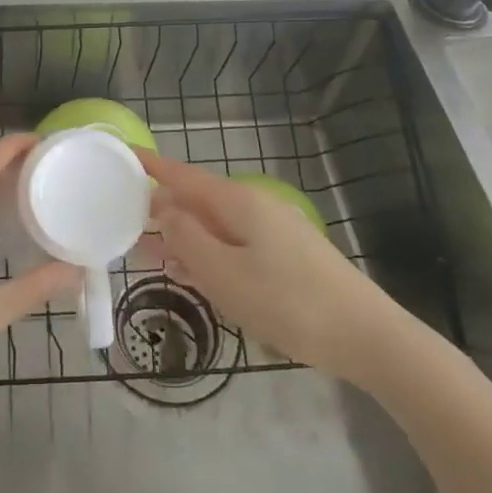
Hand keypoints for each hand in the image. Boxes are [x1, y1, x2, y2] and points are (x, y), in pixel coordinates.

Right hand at [135, 148, 410, 388]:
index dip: (153, 167)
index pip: (184, 176)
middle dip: (164, 210)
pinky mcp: (288, 256)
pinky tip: (194, 274)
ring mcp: (275, 231)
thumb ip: (187, 239)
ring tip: (150, 254)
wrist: (367, 336)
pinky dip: (209, 253)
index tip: (125, 156)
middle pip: (199, 200)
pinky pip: (235, 244)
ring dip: (184, 236)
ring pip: (216, 225)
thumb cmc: (288, 303)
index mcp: (238, 203)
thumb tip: (164, 209)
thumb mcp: (224, 274)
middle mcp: (256, 207)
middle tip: (126, 224)